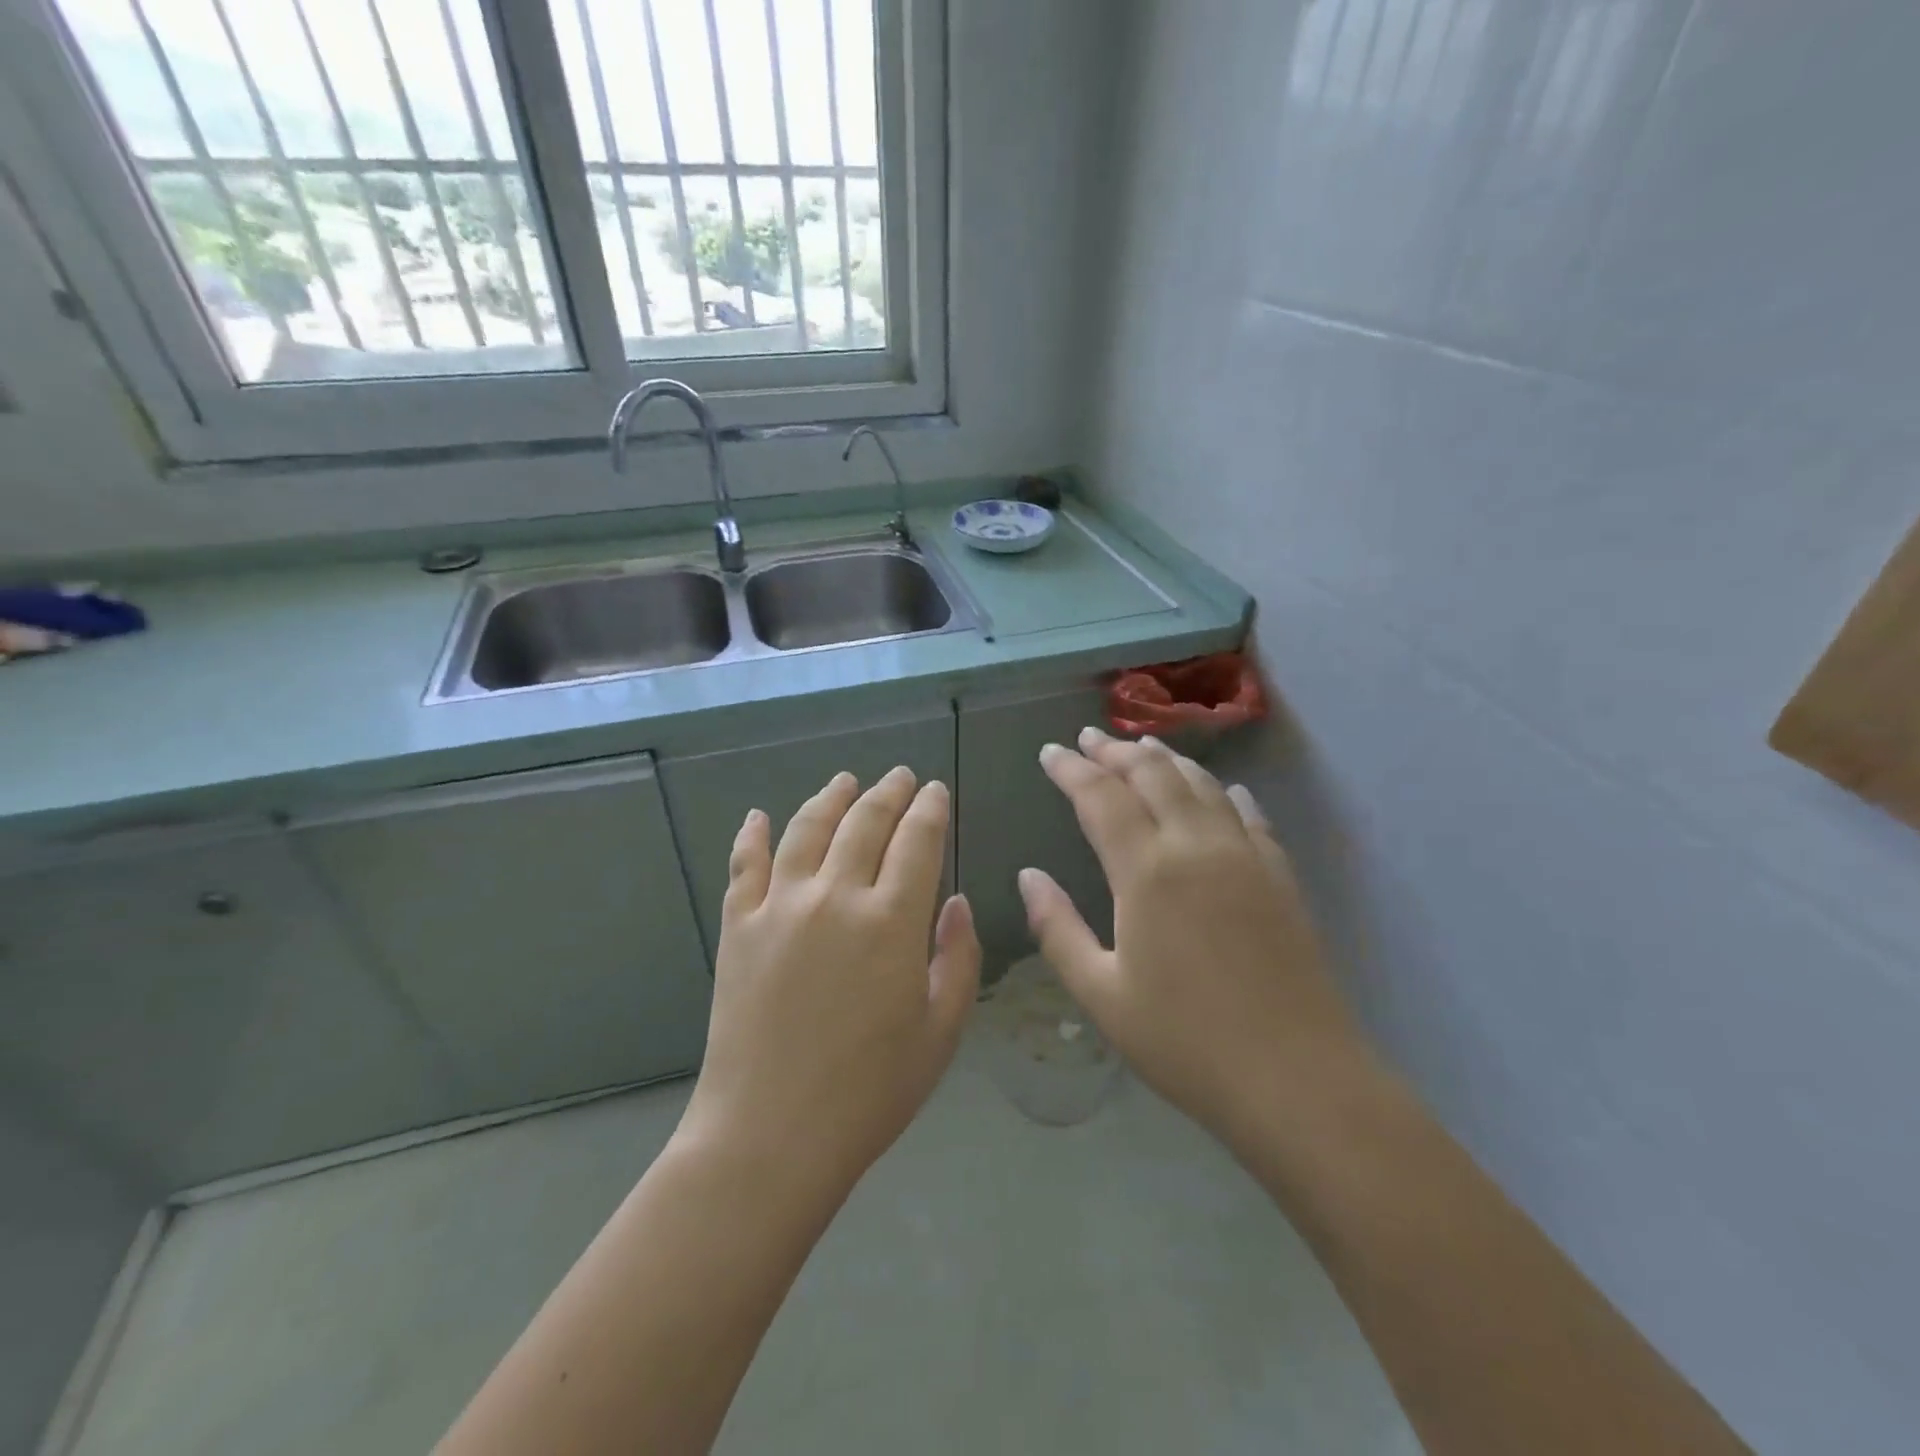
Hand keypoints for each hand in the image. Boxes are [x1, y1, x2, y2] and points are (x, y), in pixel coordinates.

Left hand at [679, 768, 980, 1190]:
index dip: (930, 809)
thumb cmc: (869, 1092)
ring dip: (831, 798)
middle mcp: (836, 897)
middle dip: (888, 793)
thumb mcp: (940, 1032)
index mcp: (891, 921)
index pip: (918, 841)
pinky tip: (759, 816)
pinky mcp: (738, 926)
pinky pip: (745, 864)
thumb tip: (958, 903)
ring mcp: (780, 906)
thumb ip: (957, 959)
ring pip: (808, 828)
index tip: (936, 790)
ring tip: (845, 781)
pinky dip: (753, 834)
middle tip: (900, 776)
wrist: (769, 1136)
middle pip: (865, 823)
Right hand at [1019, 727, 1367, 1142]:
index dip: (1071, 769)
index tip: (1050, 752)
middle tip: (1089, 738)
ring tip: (1143, 748)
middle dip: (1116, 750)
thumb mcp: (1101, 994)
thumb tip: (1028, 876)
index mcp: (1147, 872)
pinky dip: (1224, 792)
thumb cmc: (1185, 1041)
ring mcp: (1245, 856)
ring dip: (1167, 759)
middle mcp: (1196, 846)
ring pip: (1201, 783)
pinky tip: (1221, 790)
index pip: (1101, 797)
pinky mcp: (1280, 876)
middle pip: (1153, 775)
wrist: (1296, 1079)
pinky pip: (1249, 815)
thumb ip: (1057, 929)